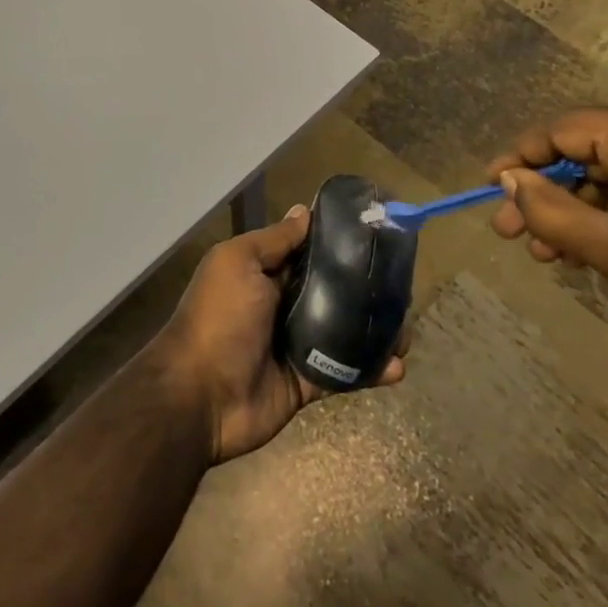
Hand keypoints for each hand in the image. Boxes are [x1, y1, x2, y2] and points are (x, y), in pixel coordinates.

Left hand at [153, 203, 408, 464]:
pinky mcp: (306, 383)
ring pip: (343, 332)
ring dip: (374, 330)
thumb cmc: (219, 317)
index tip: (376, 235)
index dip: (337, 243)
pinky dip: (370, 370)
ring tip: (407, 328)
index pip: (307, 253)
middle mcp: (280, 305)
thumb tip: (304, 211)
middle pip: (330, 291)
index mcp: (263, 274)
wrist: (200, 395)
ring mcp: (294, 346)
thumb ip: (274, 241)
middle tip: (403, 284)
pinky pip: (343, 373)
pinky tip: (397, 366)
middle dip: (364, 288)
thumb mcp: (238, 263)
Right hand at [487, 105, 607, 366]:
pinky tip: (589, 245)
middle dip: (549, 195)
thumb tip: (508, 181)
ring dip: (580, 208)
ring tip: (548, 252)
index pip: (566, 130)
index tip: (492, 186)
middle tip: (513, 233)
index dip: (523, 159)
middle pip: (590, 151)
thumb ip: (549, 210)